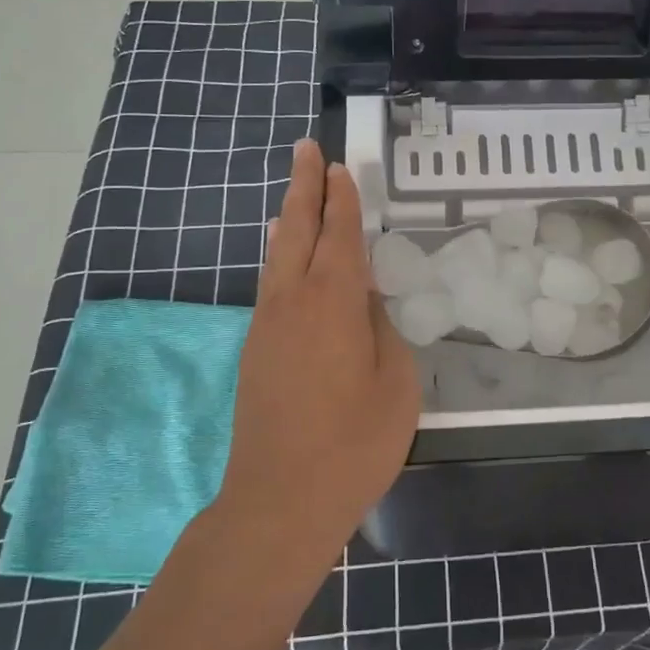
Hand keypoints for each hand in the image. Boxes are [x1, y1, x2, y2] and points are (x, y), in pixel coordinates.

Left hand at [215, 139, 419, 556]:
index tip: (338, 166)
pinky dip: (279, 257)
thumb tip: (363, 302)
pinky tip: (283, 258)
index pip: (339, 234)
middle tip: (306, 149)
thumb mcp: (394, 382)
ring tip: (294, 195)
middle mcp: (292, 301)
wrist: (280, 500)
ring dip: (288, 220)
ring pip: (277, 257)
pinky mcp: (255, 351)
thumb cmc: (354, 442)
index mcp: (333, 301)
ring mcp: (267, 326)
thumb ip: (380, 330)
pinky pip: (270, 285)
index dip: (341, 198)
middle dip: (303, 188)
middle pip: (297, 230)